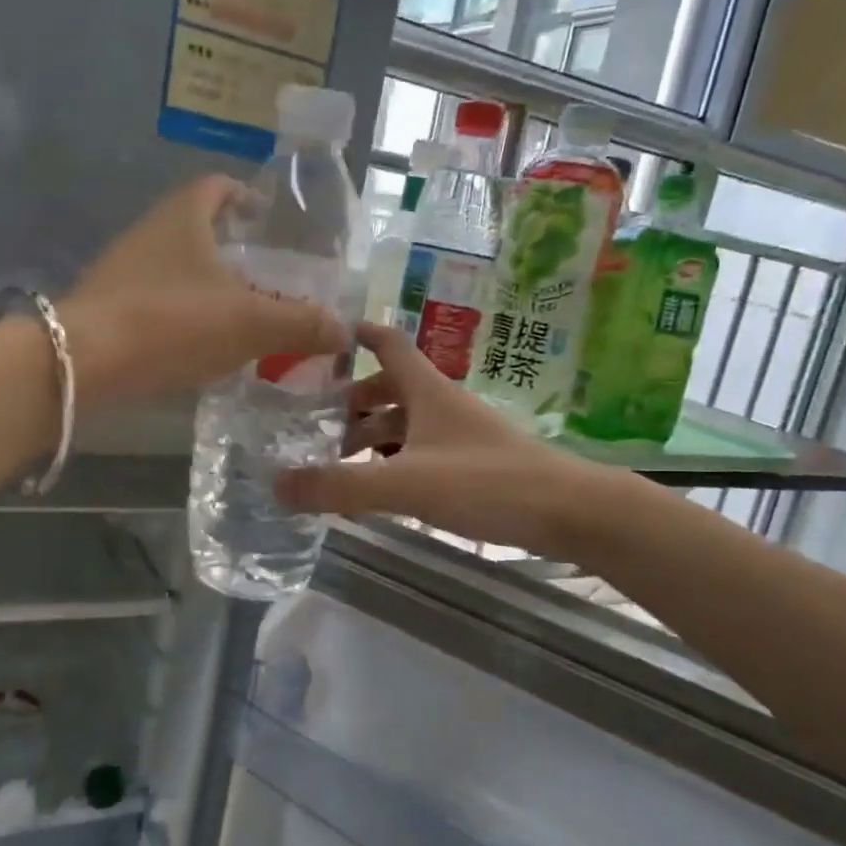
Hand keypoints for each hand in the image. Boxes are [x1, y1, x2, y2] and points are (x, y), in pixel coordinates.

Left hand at [62, 176, 348, 401]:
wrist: (83, 363)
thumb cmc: (173, 322)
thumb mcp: (252, 323)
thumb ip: (302, 324)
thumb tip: (344, 331)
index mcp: (184, 217)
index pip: (216, 186)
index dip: (244, 195)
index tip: (266, 218)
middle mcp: (150, 233)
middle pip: (197, 227)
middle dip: (232, 247)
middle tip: (268, 277)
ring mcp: (124, 271)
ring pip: (177, 267)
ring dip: (209, 285)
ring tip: (243, 315)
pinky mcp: (108, 308)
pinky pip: (158, 301)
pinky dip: (185, 314)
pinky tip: (204, 346)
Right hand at [276, 322, 608, 555]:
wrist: (567, 510)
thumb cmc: (486, 482)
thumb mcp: (406, 483)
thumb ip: (341, 486)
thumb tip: (277, 484)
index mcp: (427, 390)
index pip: (387, 343)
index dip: (355, 334)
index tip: (319, 338)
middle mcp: (443, 403)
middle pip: (390, 387)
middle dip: (351, 400)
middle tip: (311, 422)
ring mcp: (460, 434)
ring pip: (406, 422)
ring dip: (372, 434)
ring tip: (335, 459)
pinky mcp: (473, 463)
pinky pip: (422, 450)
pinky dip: (395, 459)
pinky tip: (379, 484)